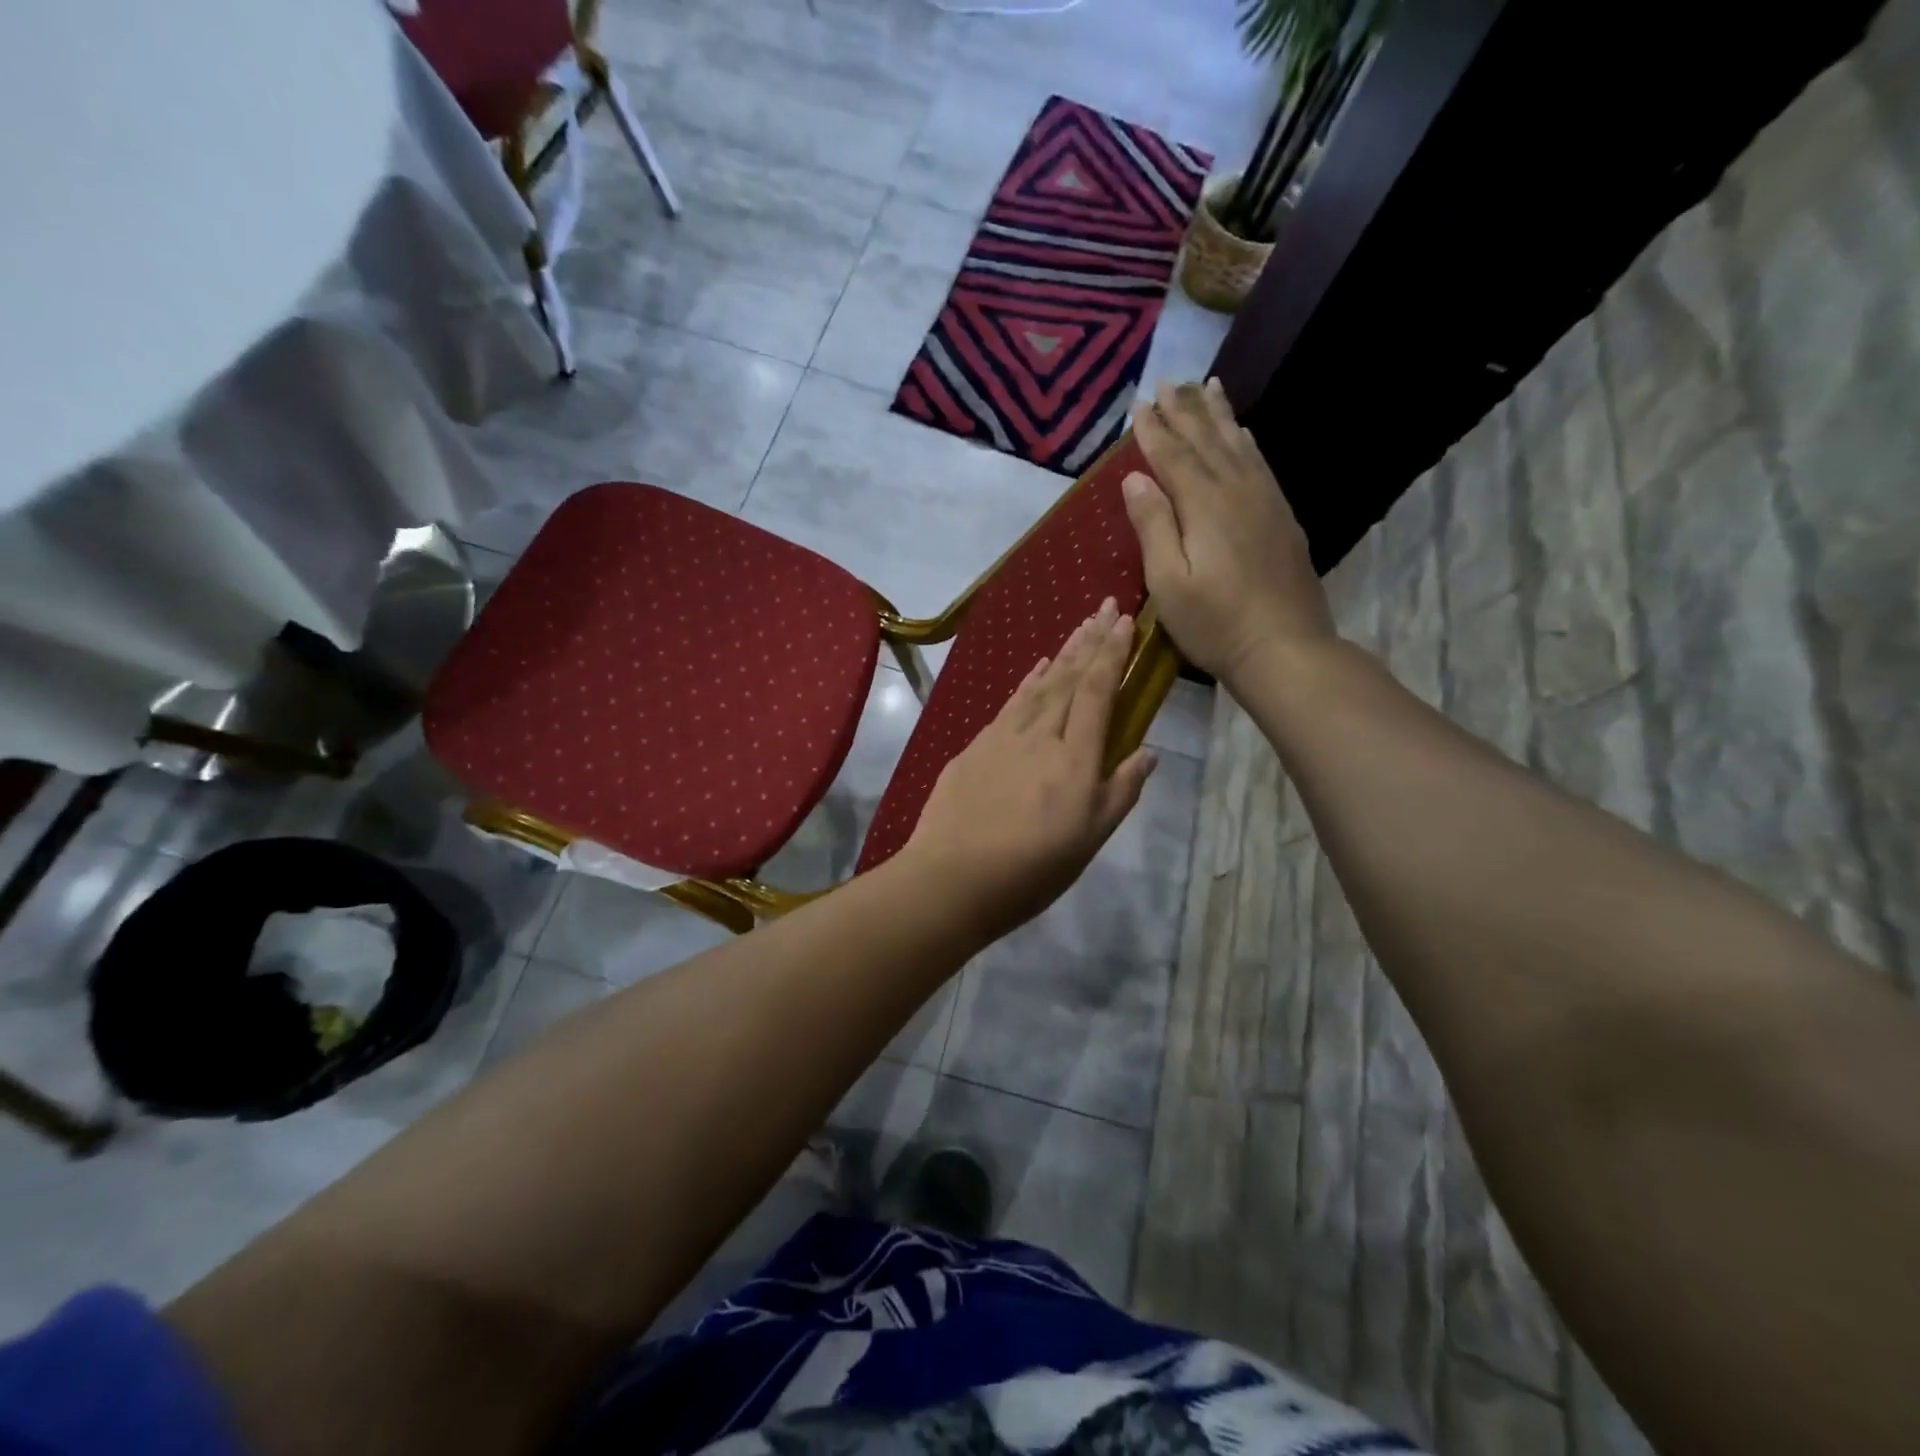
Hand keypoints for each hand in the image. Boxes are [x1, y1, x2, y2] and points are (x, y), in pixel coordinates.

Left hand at [902, 598, 1156, 937]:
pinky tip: (1036, 668)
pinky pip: (1010, 702)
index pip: (1097, 692)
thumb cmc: (1030, 869)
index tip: (1126, 621)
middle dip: (1090, 639)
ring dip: (1062, 653)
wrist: (952, 876)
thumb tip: (1148, 752)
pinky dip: (1027, 681)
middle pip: (1069, 678)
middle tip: (1106, 605)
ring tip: (1078, 626)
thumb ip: (1120, 791)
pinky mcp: (975, 746)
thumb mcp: (1090, 840)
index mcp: (1075, 758)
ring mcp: (1003, 737)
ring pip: (1039, 684)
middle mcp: (1040, 736)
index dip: (1112, 654)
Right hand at [1124, 378, 1334, 691]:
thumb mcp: (1169, 582)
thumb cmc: (1216, 623)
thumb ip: (1153, 525)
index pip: (1173, 456)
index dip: (1154, 430)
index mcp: (1205, 505)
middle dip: (1185, 410)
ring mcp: (1266, 502)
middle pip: (1208, 441)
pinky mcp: (1283, 518)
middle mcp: (1238, 491)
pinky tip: (1243, 435)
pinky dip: (1246, 443)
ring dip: (1219, 416)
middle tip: (1169, 381)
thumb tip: (1136, 478)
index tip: (1139, 404)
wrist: (1285, 648)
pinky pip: (1261, 465)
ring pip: (1238, 446)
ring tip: (1207, 387)